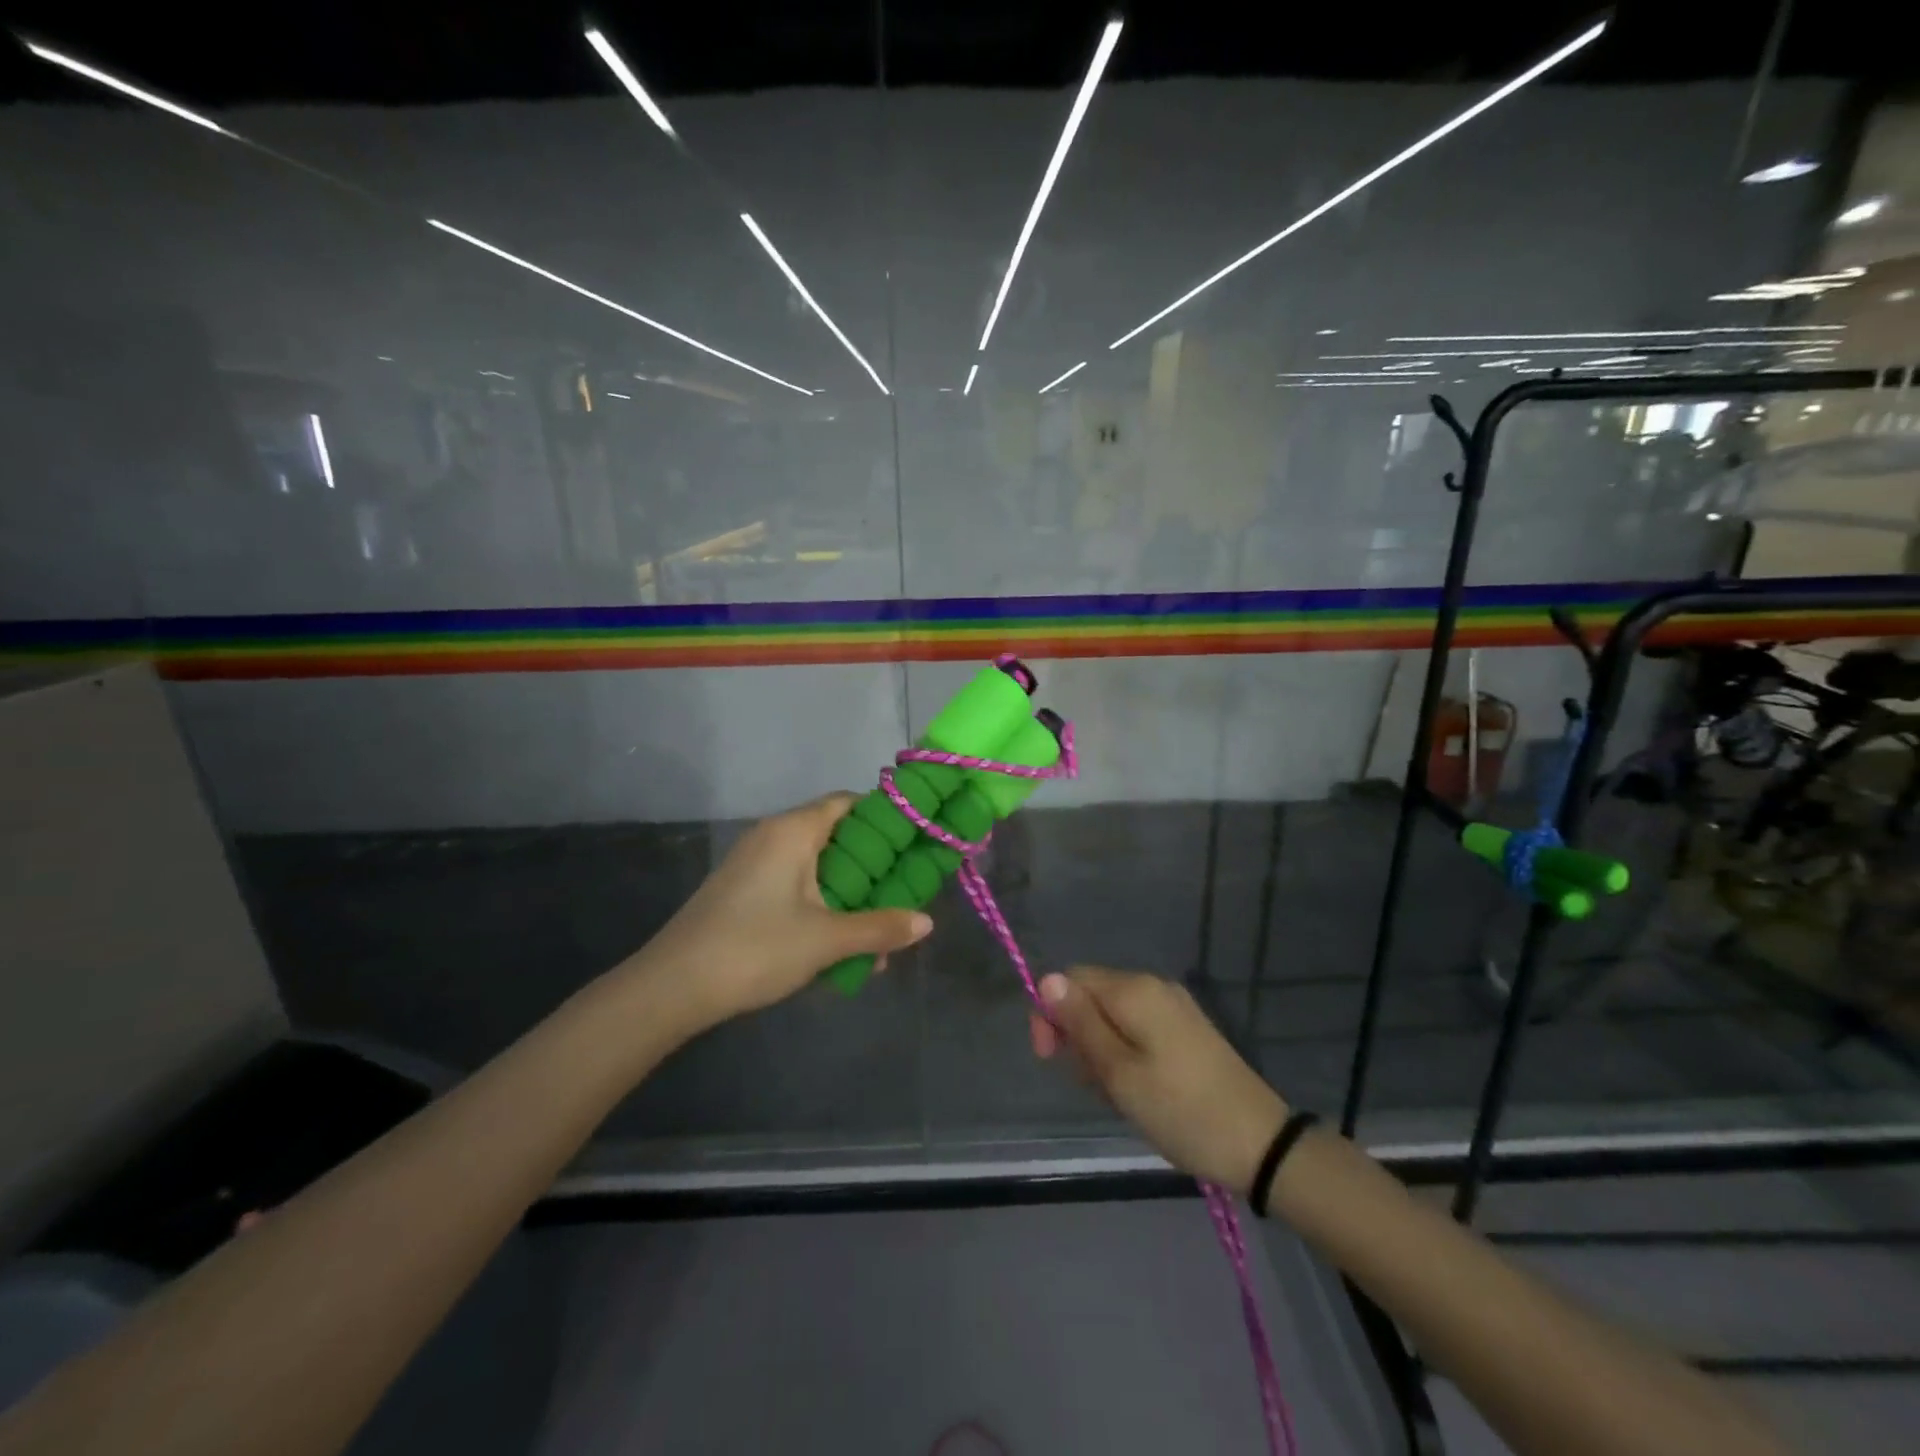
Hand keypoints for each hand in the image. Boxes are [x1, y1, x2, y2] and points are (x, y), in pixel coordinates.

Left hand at [628, 793, 933, 1028]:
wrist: (671, 987)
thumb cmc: (754, 949)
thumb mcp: (825, 941)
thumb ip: (879, 928)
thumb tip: (927, 922)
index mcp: (793, 831)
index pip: (849, 802)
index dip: (885, 817)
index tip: (914, 842)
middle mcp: (773, 836)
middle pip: (836, 836)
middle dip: (872, 867)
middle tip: (903, 893)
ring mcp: (755, 864)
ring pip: (817, 867)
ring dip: (849, 895)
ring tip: (876, 934)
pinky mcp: (743, 891)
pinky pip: (795, 886)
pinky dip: (822, 906)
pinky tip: (838, 946)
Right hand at [1030, 967, 1286, 1195]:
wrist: (1260, 1144)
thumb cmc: (1180, 1110)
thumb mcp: (1118, 1072)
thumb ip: (1080, 1024)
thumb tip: (1046, 980)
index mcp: (1134, 990)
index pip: (1069, 979)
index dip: (1050, 1013)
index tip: (1049, 1058)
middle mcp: (1153, 987)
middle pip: (1092, 997)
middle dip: (1078, 1036)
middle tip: (1092, 1086)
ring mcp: (1174, 1008)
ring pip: (1113, 1017)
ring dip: (1101, 1052)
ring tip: (1118, 1096)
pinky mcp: (1187, 1031)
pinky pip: (1138, 1029)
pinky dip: (1126, 1055)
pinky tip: (1138, 1091)